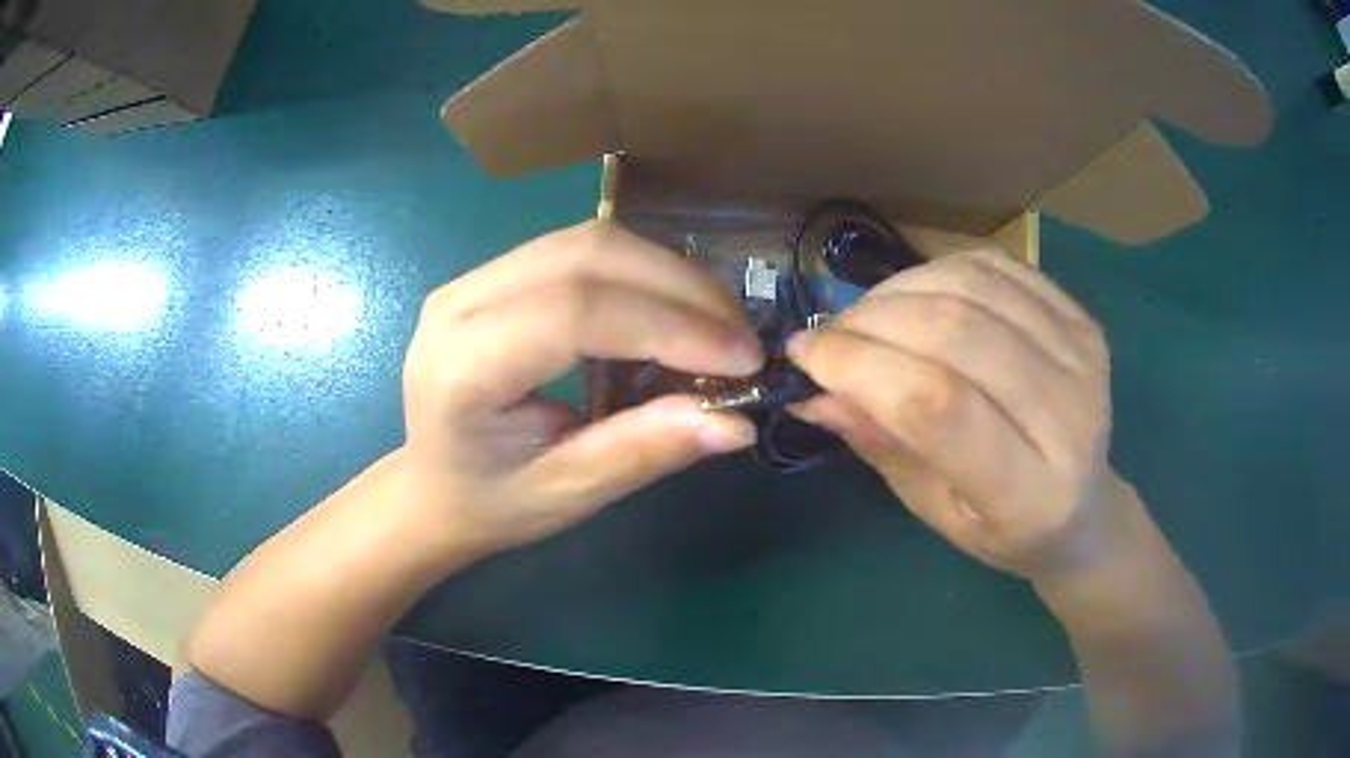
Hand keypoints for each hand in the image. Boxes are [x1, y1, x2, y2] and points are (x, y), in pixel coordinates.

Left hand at [399, 220, 760, 559]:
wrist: (432, 487)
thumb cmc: (491, 502)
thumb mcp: (568, 492)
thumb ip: (644, 450)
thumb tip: (736, 422)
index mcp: (463, 366)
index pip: (576, 312)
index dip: (669, 326)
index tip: (742, 358)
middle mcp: (459, 302)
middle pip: (587, 254)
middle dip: (680, 288)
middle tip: (741, 335)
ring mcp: (473, 278)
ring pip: (588, 240)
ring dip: (667, 271)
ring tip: (718, 319)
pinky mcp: (493, 274)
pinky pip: (579, 249)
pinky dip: (641, 270)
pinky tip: (675, 305)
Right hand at [788, 247, 1112, 579]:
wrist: (1086, 509)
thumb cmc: (1004, 530)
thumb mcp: (934, 511)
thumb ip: (882, 445)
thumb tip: (814, 391)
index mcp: (1028, 495)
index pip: (937, 406)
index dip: (861, 367)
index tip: (805, 355)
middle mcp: (1069, 418)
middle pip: (956, 332)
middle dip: (872, 322)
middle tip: (830, 334)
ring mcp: (1082, 359)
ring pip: (974, 287)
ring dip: (900, 290)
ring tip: (868, 316)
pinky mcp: (1082, 322)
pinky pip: (999, 269)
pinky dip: (941, 270)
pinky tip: (916, 295)